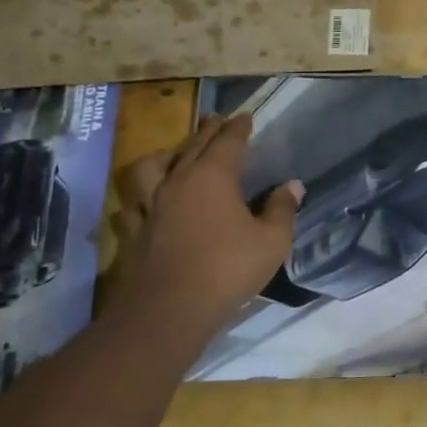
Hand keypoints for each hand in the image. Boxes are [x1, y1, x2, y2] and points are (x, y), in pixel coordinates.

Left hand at [113, 113, 302, 326]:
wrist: (169, 309)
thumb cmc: (227, 270)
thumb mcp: (271, 241)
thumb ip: (282, 210)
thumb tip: (292, 185)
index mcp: (213, 177)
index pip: (227, 142)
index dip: (238, 128)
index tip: (245, 116)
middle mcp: (178, 182)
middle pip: (193, 146)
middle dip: (208, 130)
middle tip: (216, 119)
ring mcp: (150, 205)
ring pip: (152, 167)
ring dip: (166, 154)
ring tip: (174, 153)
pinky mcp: (133, 230)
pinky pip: (133, 202)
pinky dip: (142, 194)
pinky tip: (147, 200)